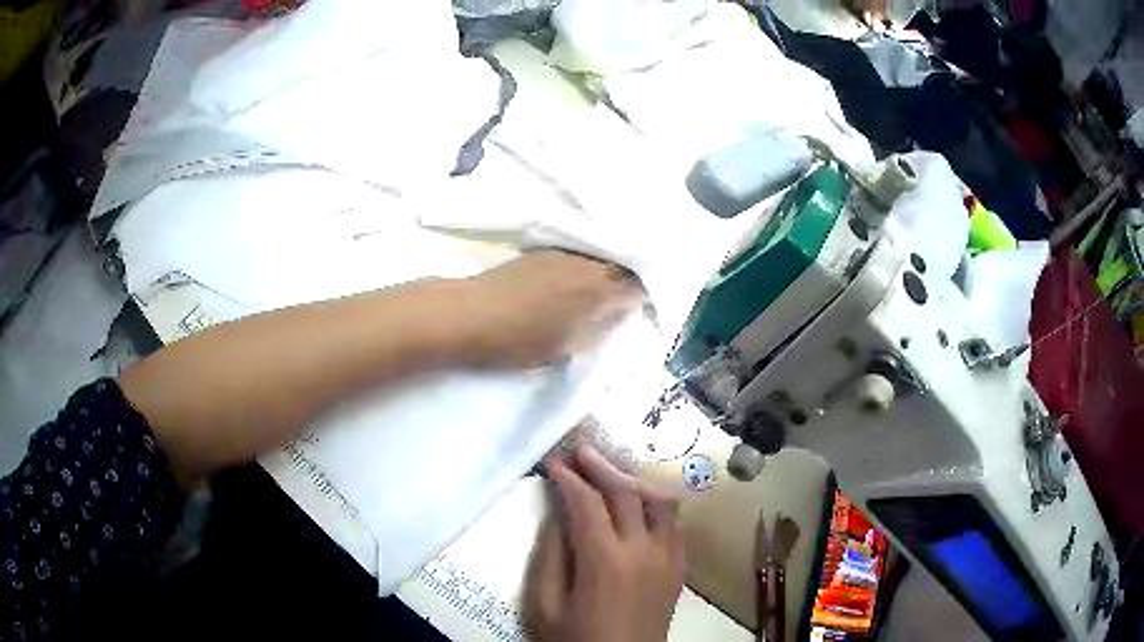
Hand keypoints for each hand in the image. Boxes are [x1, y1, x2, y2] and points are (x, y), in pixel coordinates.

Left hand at [460, 251, 642, 368]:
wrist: (470, 314)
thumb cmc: (520, 339)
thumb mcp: (569, 344)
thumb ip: (601, 327)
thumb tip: (618, 313)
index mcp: (599, 288)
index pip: (638, 285)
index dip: (642, 296)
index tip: (637, 309)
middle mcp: (587, 262)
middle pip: (621, 265)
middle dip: (627, 280)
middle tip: (622, 300)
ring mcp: (563, 253)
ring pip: (599, 257)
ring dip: (605, 271)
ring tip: (598, 291)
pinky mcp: (542, 251)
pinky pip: (577, 254)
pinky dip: (583, 266)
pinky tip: (572, 281)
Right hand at [526, 447, 685, 641]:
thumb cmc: (575, 640)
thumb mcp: (545, 605)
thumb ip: (551, 556)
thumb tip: (558, 514)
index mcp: (605, 560)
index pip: (587, 503)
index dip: (568, 477)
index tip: (554, 459)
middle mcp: (644, 550)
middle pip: (626, 492)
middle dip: (600, 466)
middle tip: (580, 449)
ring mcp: (668, 558)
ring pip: (660, 502)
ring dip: (634, 481)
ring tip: (610, 471)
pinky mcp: (679, 568)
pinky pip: (674, 524)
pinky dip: (656, 505)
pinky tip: (640, 504)